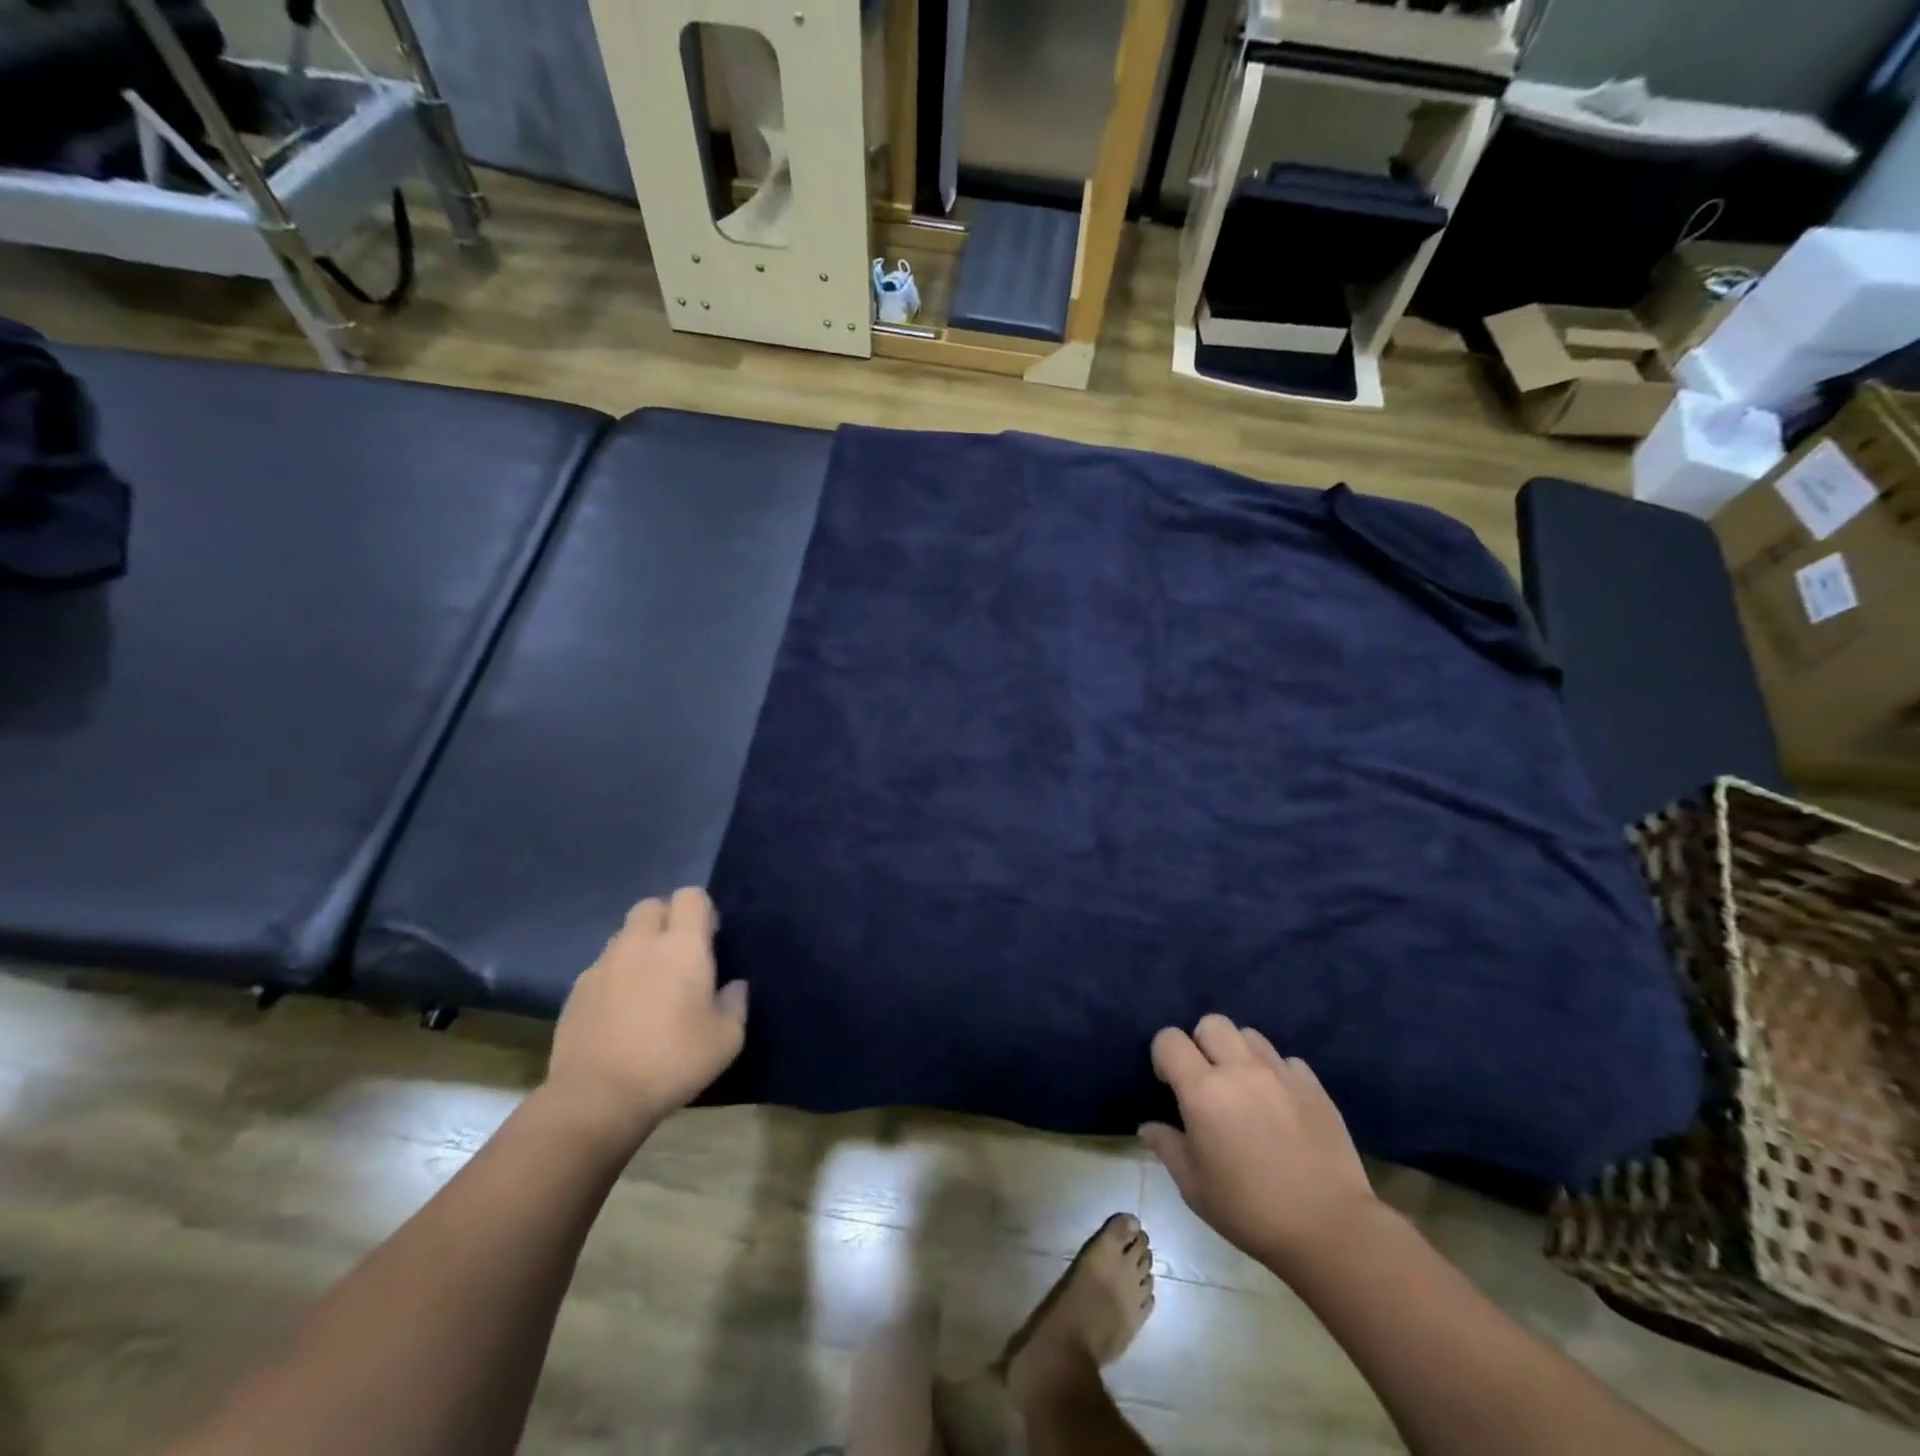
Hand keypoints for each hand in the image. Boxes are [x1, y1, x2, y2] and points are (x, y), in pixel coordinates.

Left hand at [545, 888, 747, 1140]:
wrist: (597, 1098)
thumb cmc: (672, 1061)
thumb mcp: (727, 1039)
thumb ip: (736, 1003)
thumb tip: (734, 986)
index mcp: (682, 945)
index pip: (691, 896)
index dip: (702, 910)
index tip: (710, 938)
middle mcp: (640, 943)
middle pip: (652, 905)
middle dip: (667, 919)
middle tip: (679, 954)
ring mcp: (603, 964)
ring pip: (624, 935)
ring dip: (640, 947)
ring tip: (649, 983)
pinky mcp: (577, 990)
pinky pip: (602, 967)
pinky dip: (616, 976)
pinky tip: (621, 1010)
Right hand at [1139, 1014, 1376, 1277]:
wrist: (1330, 1229)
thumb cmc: (1250, 1210)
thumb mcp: (1194, 1187)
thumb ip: (1167, 1147)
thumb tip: (1148, 1127)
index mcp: (1203, 1090)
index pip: (1169, 1039)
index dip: (1163, 1056)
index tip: (1170, 1084)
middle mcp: (1240, 1069)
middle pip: (1211, 1023)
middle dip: (1201, 1043)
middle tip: (1207, 1080)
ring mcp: (1280, 1073)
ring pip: (1249, 1035)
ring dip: (1238, 1053)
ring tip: (1244, 1087)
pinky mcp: (1313, 1085)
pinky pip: (1285, 1060)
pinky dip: (1276, 1072)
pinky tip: (1279, 1103)